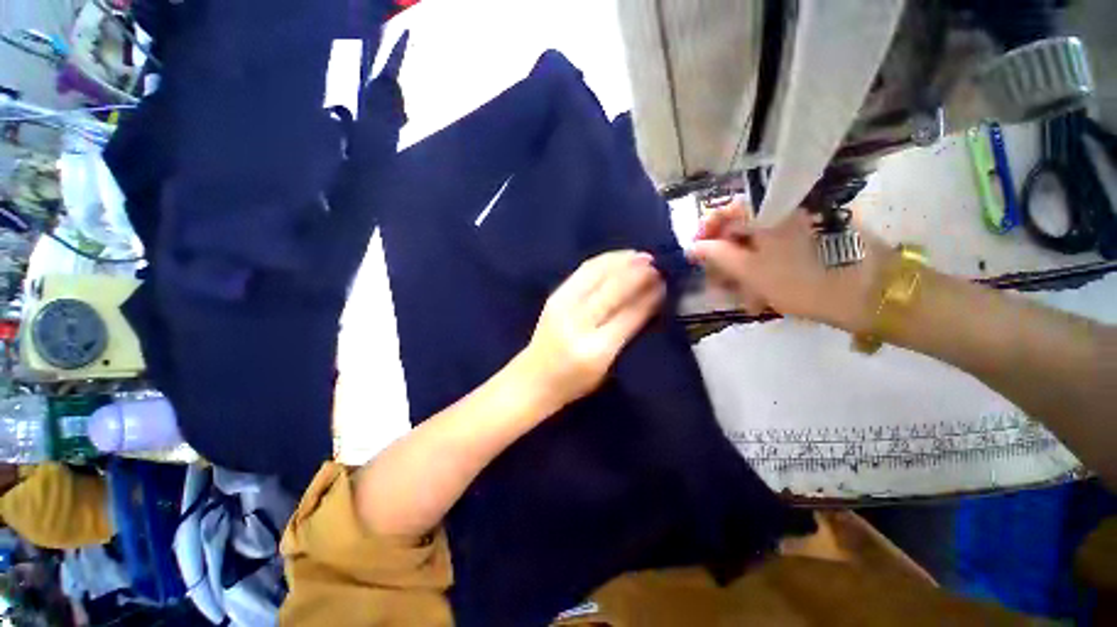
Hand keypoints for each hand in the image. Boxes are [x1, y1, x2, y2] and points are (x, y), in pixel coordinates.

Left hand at [522, 250, 665, 408]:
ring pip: (597, 274)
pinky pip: (583, 272)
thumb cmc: (575, 381)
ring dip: (622, 262)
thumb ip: (628, 334)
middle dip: (638, 274)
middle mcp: (578, 324)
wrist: (534, 378)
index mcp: (596, 350)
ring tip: (642, 256)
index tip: (665, 283)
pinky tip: (618, 258)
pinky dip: (604, 261)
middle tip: (658, 265)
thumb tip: (651, 300)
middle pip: (613, 290)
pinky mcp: (555, 296)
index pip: (629, 315)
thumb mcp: (607, 367)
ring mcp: (562, 306)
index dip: (649, 296)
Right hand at [689, 201, 894, 332]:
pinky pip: (778, 251)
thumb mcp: (751, 271)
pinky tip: (762, 295)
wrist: (872, 294)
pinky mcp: (812, 240)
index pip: (724, 211)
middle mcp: (784, 210)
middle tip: (716, 284)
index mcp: (769, 210)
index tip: (695, 255)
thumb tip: (693, 247)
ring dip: (743, 270)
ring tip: (742, 298)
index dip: (705, 232)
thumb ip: (717, 255)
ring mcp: (800, 225)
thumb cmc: (803, 280)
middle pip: (741, 229)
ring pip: (758, 243)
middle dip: (724, 259)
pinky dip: (766, 270)